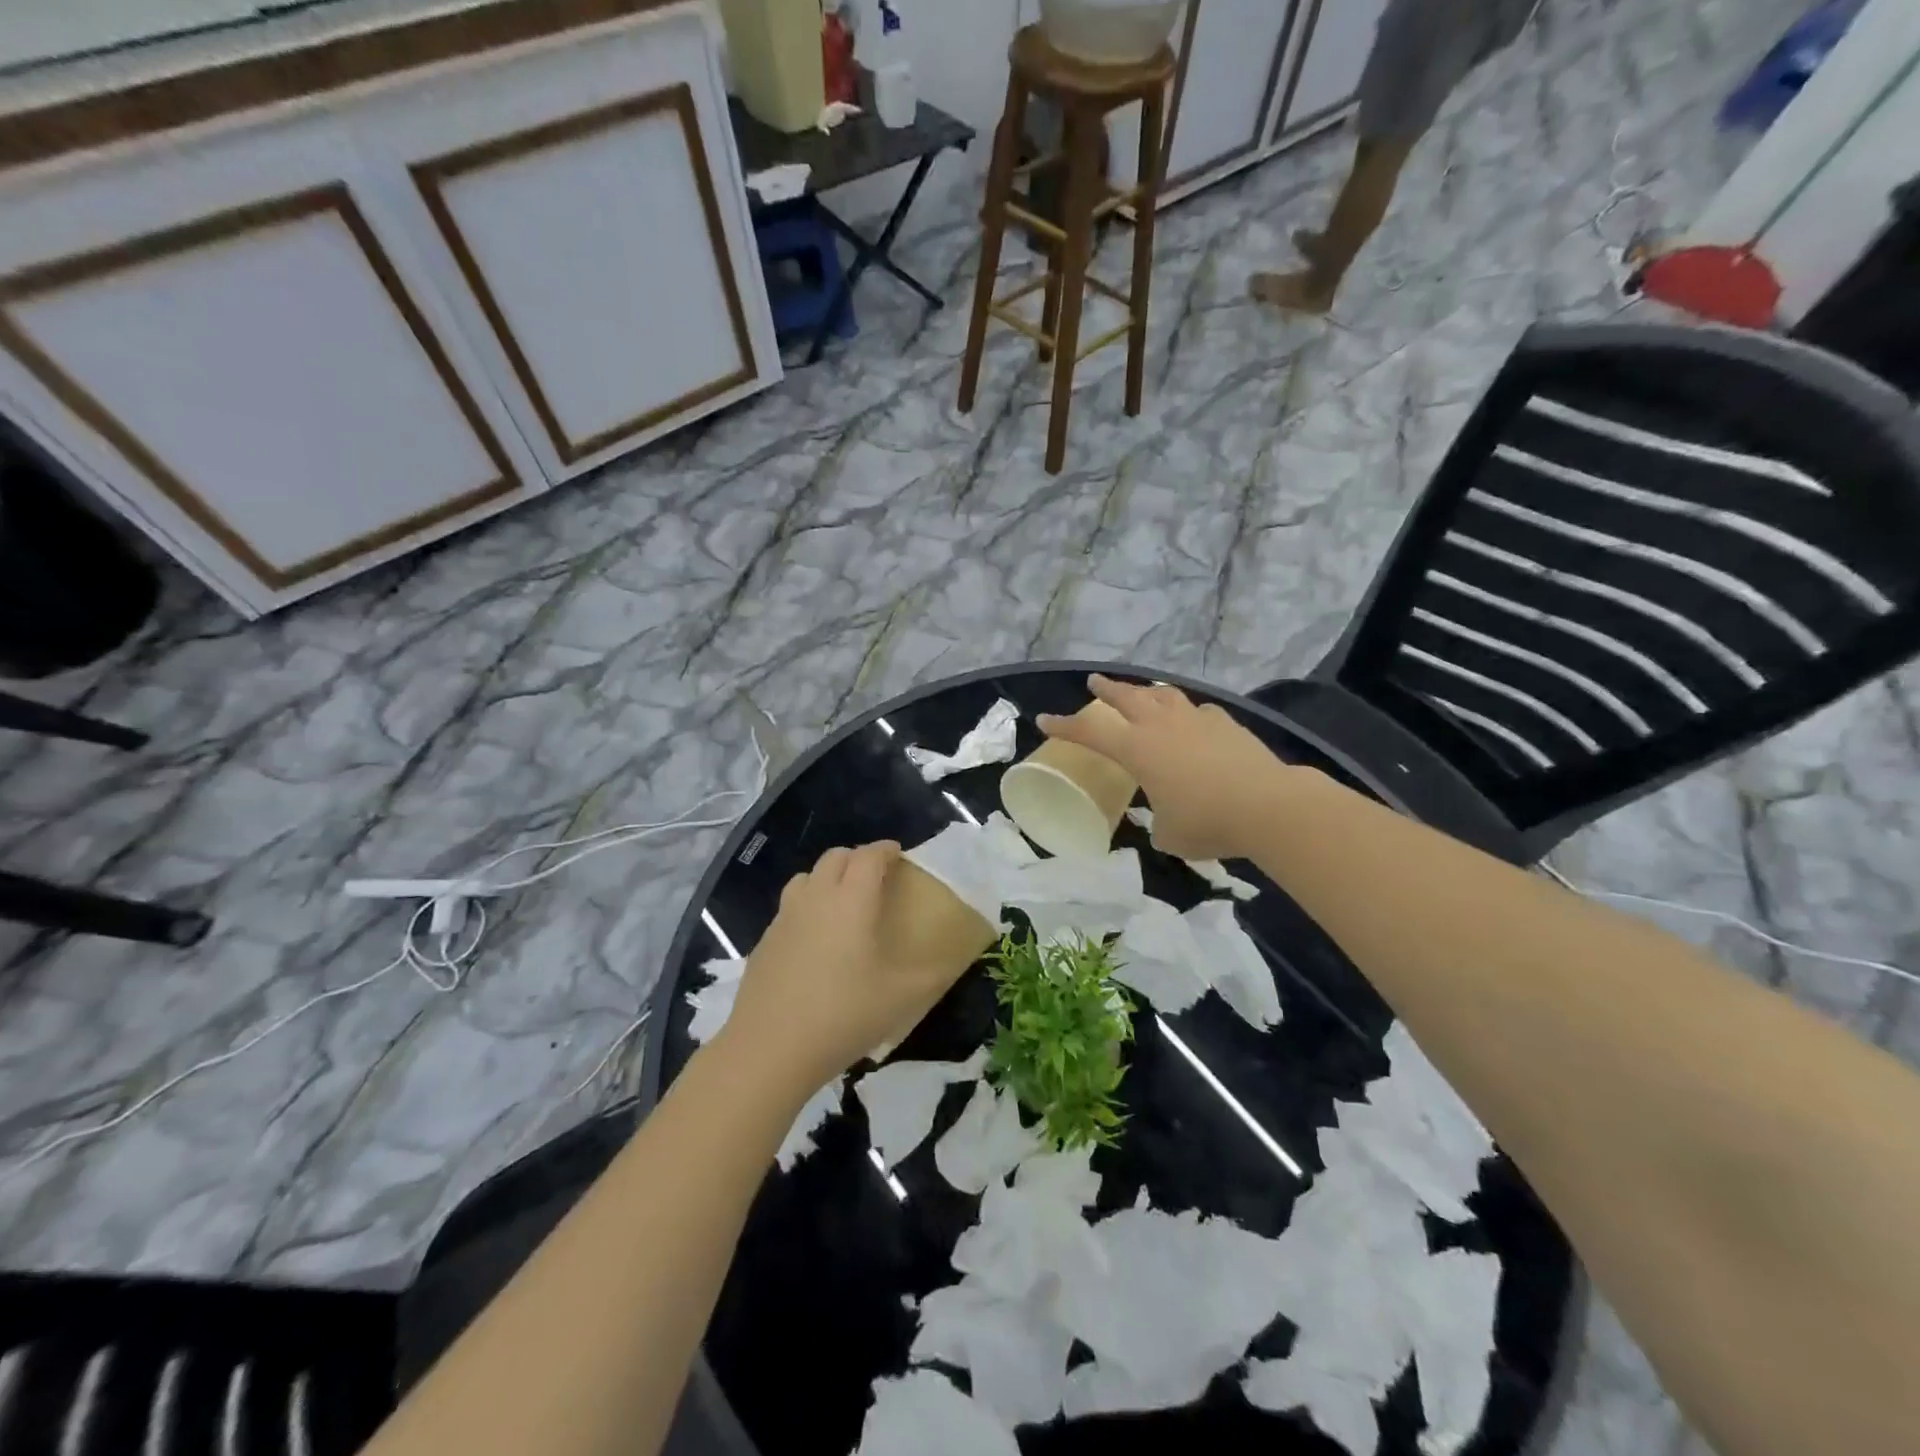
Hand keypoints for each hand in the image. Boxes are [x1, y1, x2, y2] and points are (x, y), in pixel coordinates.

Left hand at [725, 842, 951, 1093]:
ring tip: (843, 902)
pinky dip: (807, 907)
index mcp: (852, 900)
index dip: (885, 849)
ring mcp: (785, 918)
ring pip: (806, 877)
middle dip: (857, 858)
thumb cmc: (843, 1014)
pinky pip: (789, 907)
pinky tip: (815, 940)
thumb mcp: (901, 998)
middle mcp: (816, 898)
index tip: (899, 854)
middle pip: (835, 857)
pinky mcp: (764, 941)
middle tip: (876, 877)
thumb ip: (932, 974)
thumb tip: (951, 960)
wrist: (770, 1048)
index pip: (869, 856)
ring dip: (827, 878)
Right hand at [1037, 675, 1287, 861]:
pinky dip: (1187, 712)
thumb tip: (1163, 819)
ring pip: (1163, 695)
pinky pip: (1198, 710)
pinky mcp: (1226, 724)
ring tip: (1142, 692)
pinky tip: (1192, 719)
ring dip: (1146, 692)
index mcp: (1137, 749)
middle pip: (1126, 698)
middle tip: (1094, 681)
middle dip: (1106, 689)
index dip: (1065, 726)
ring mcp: (1196, 720)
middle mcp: (1161, 726)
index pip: (1090, 733)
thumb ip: (1158, 822)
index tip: (1044, 720)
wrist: (1267, 805)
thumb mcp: (1168, 834)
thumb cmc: (1206, 822)